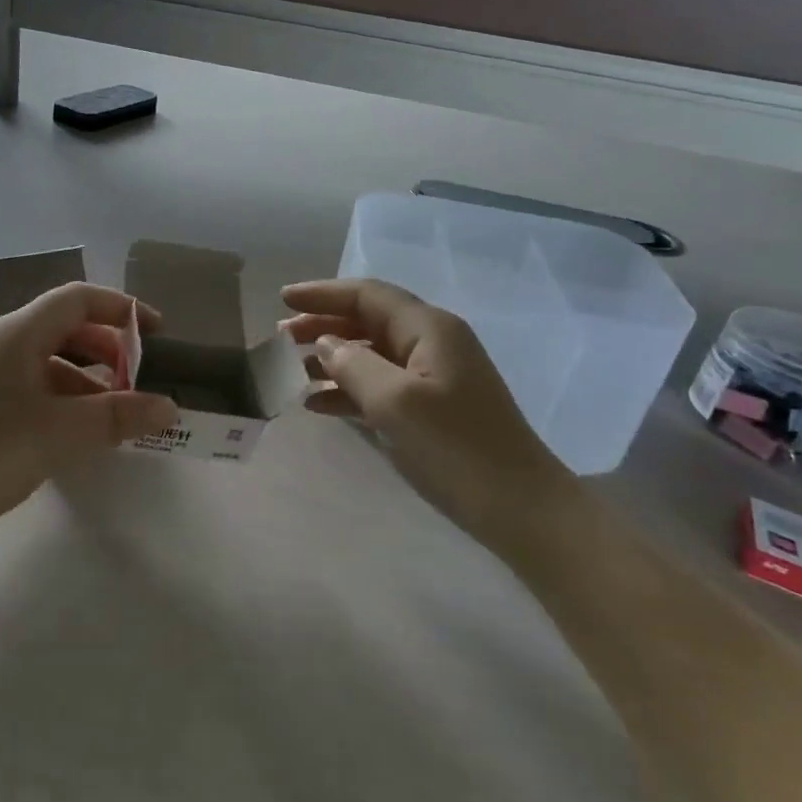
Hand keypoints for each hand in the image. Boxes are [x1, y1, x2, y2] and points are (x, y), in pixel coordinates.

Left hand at [0, 282, 178, 539]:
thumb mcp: (63, 431)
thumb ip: (120, 416)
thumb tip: (170, 407)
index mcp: (21, 333)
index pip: (79, 299)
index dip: (122, 309)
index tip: (158, 334)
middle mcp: (6, 344)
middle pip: (68, 328)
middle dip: (110, 350)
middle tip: (139, 381)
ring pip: (54, 361)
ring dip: (91, 380)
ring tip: (118, 415)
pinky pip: (38, 387)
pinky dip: (68, 400)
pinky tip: (82, 433)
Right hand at [281, 278, 571, 543]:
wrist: (520, 509)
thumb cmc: (456, 448)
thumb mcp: (395, 402)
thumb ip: (353, 365)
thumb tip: (326, 344)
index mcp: (429, 329)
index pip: (368, 295)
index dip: (323, 293)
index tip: (282, 297)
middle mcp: (432, 344)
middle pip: (367, 320)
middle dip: (323, 324)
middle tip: (281, 336)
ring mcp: (433, 378)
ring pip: (371, 353)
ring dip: (331, 358)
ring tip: (291, 368)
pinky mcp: (432, 409)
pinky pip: (380, 386)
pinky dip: (348, 389)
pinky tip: (317, 404)